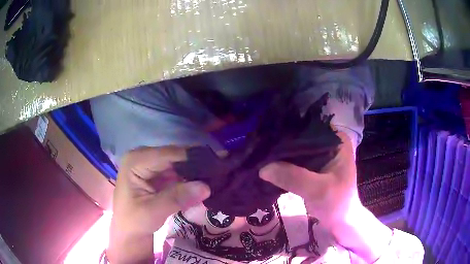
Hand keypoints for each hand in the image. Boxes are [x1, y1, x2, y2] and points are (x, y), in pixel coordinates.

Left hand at [108, 146, 209, 263]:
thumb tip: (206, 186)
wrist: (129, 232)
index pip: (168, 154)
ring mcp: (150, 165)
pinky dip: (190, 178)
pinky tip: (205, 181)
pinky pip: (177, 172)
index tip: (218, 162)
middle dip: (197, 164)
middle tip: (221, 169)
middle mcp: (142, 157)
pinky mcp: (157, 174)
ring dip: (196, 171)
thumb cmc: (134, 221)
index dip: (193, 157)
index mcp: (135, 161)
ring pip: (178, 163)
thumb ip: (178, 197)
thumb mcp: (154, 211)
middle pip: (175, 156)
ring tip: (218, 174)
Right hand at [260, 131, 358, 226]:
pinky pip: (295, 160)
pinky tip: (267, 164)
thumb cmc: (337, 204)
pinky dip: (283, 163)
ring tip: (258, 153)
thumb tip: (263, 167)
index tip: (266, 137)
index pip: (308, 127)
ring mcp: (321, 154)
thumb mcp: (318, 190)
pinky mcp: (313, 166)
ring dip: (281, 154)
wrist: (340, 221)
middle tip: (258, 147)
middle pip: (300, 137)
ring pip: (296, 149)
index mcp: (337, 140)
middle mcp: (328, 142)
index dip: (288, 131)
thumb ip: (294, 177)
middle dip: (282, 143)